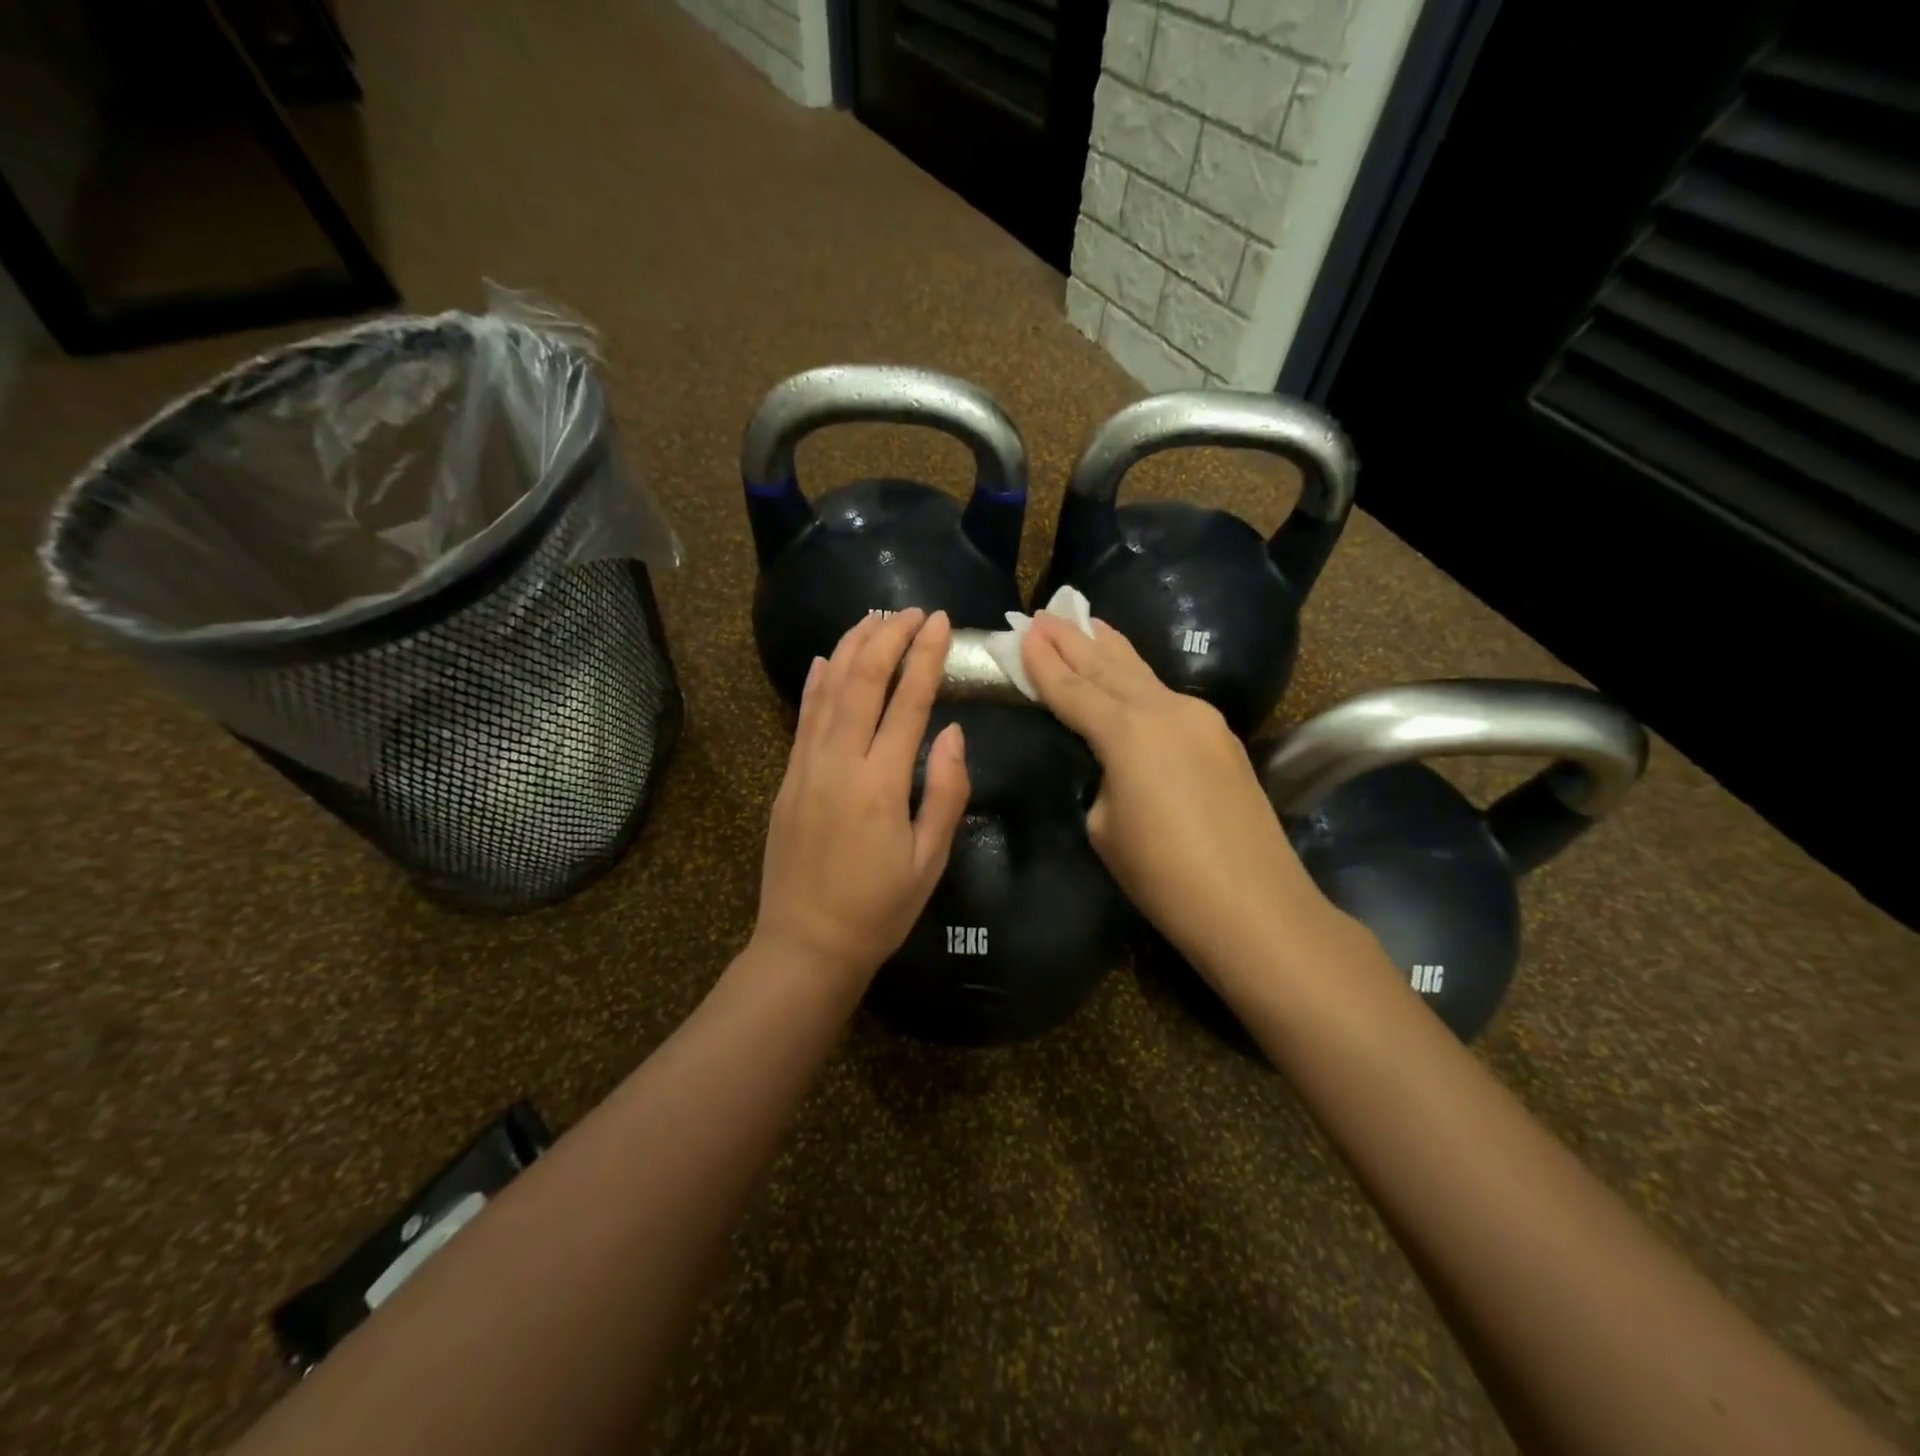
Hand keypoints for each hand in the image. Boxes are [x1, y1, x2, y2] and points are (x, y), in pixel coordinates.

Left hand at [753, 608, 970, 982]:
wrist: (806, 945)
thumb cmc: (879, 909)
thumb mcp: (929, 860)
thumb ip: (945, 792)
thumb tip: (953, 732)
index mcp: (882, 783)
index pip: (908, 702)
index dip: (926, 656)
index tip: (941, 622)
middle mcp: (840, 762)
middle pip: (863, 680)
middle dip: (889, 637)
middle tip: (912, 610)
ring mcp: (806, 767)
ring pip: (828, 690)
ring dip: (852, 647)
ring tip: (874, 617)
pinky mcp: (788, 778)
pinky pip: (803, 717)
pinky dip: (816, 682)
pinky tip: (827, 658)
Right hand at [1020, 613, 1328, 971]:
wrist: (1255, 906)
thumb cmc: (1164, 876)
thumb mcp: (1105, 827)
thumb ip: (1103, 779)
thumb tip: (1116, 765)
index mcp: (1127, 733)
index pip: (1073, 690)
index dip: (1043, 664)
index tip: (1023, 632)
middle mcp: (1164, 710)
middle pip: (1108, 667)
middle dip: (1074, 640)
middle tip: (1045, 614)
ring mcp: (1200, 719)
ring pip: (1142, 674)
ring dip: (1109, 648)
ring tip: (1086, 620)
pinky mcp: (1221, 737)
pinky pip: (1167, 695)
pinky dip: (1139, 678)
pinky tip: (1130, 671)